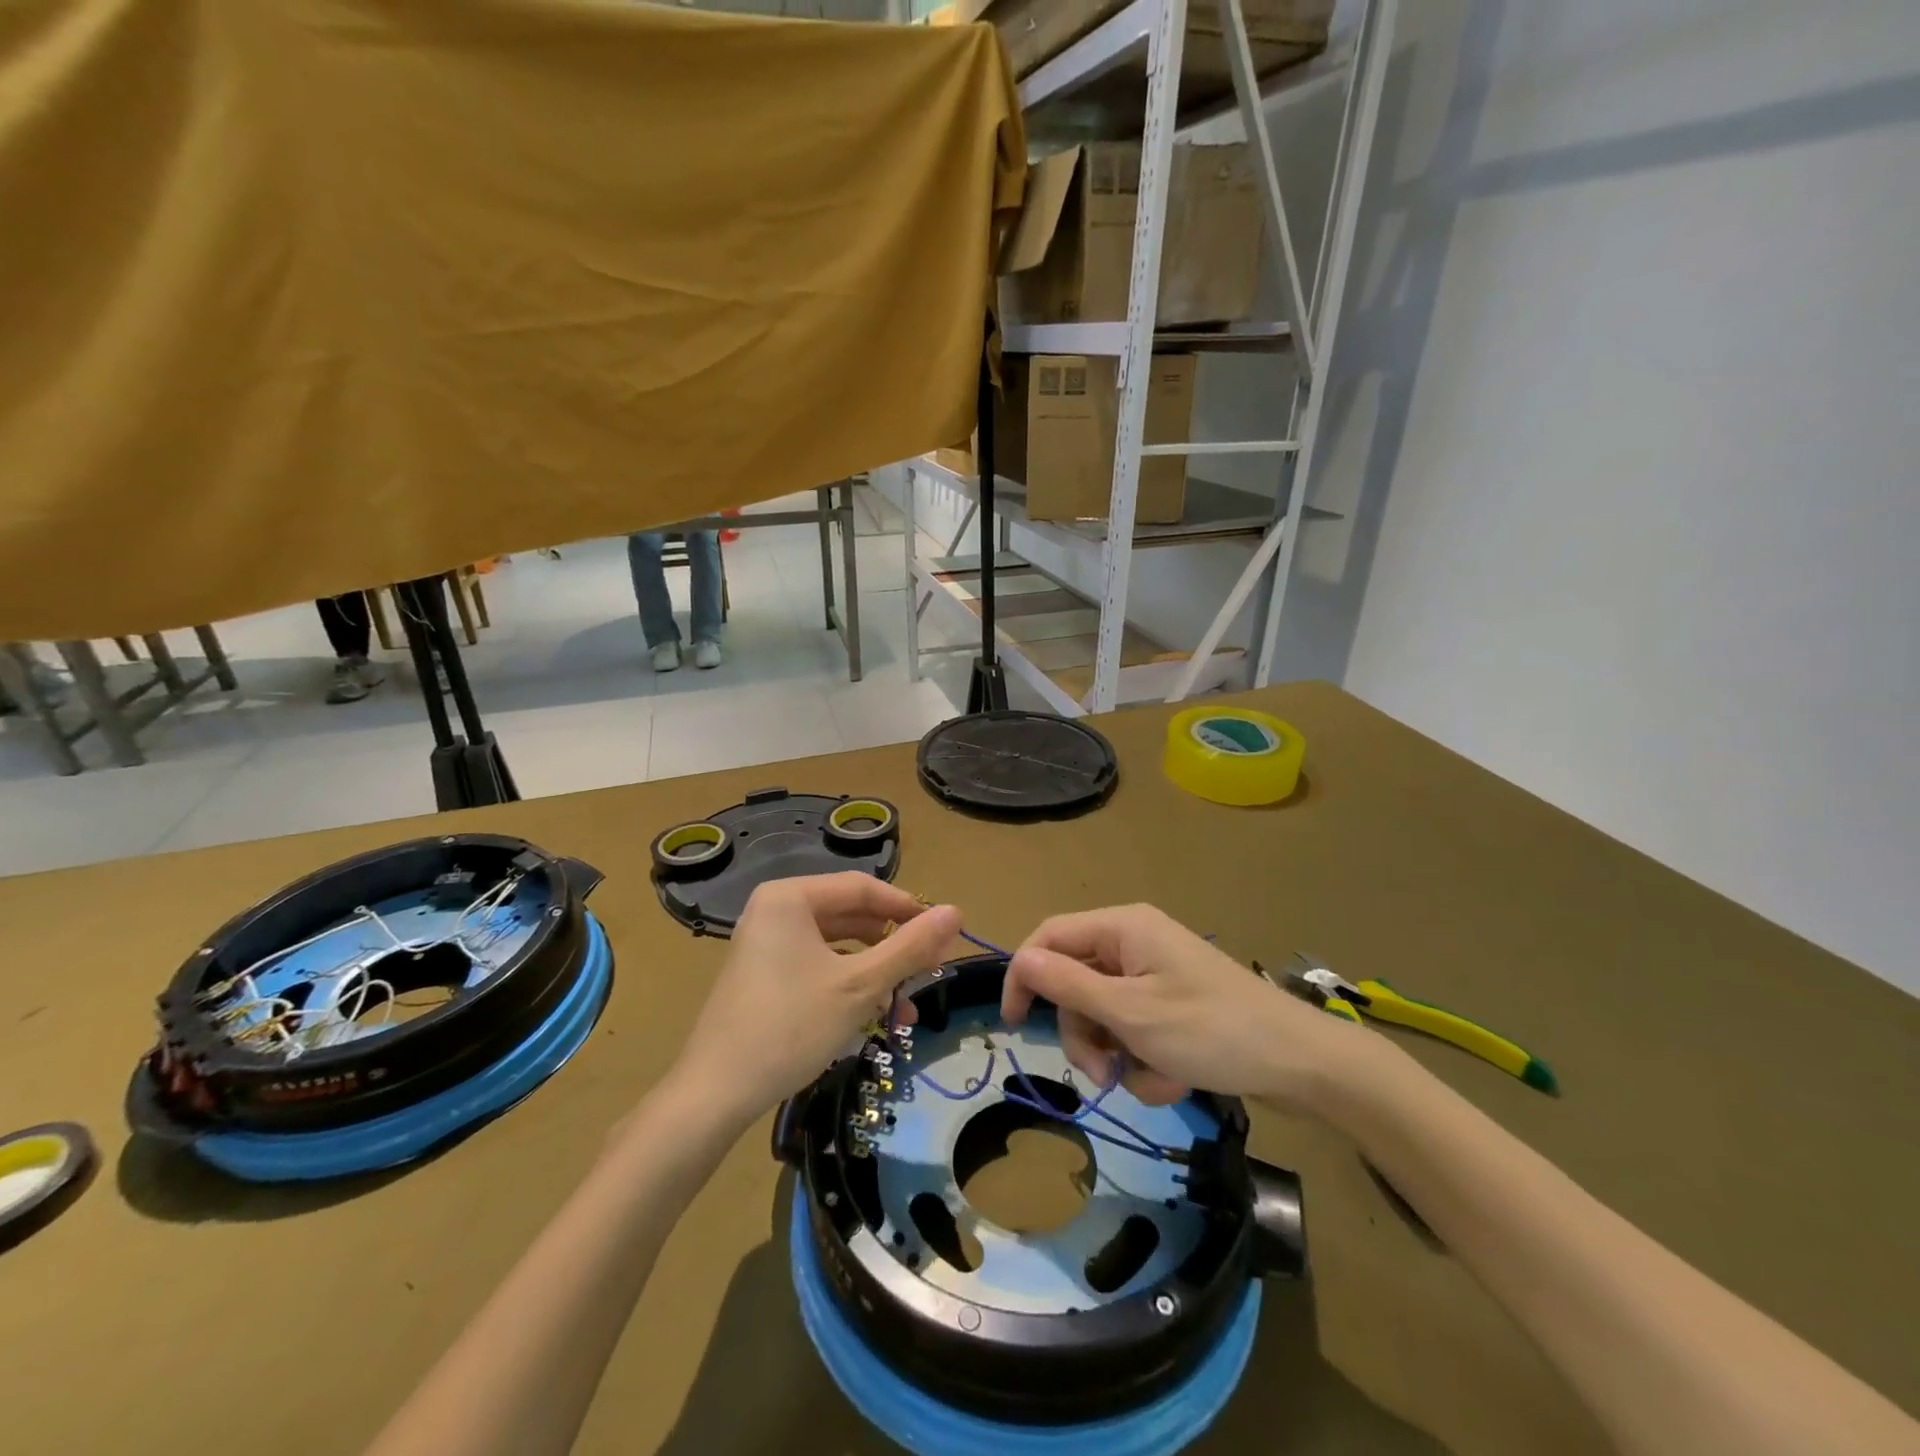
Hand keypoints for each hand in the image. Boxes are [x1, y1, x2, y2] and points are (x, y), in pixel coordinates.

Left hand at [672, 873, 960, 1124]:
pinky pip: (818, 966)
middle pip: (851, 916)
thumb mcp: (860, 986)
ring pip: (837, 946)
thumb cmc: (790, 1027)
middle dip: (893, 947)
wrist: (714, 1094)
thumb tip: (957, 912)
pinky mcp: (765, 976)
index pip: (863, 888)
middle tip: (930, 971)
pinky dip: (849, 986)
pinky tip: (875, 1015)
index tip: (944, 934)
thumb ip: (910, 947)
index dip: (908, 908)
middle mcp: (775, 911)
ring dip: (876, 972)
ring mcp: (767, 944)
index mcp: (790, 898)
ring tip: (906, 1006)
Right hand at [1001, 904, 1360, 1112]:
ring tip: (1148, 1079)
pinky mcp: (1173, 1003)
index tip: (1014, 1025)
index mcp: (1122, 927)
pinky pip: (1134, 1029)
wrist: (1300, 1064)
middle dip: (1084, 1032)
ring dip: (1116, 1053)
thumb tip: (1019, 959)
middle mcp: (1134, 941)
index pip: (1049, 938)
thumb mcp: (1130, 1012)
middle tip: (1099, 1073)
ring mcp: (1155, 973)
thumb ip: (1069, 984)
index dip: (1024, 977)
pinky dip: (1144, 1058)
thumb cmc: (1210, 1030)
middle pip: (1076, 982)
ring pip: (1103, 1013)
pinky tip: (1173, 1077)